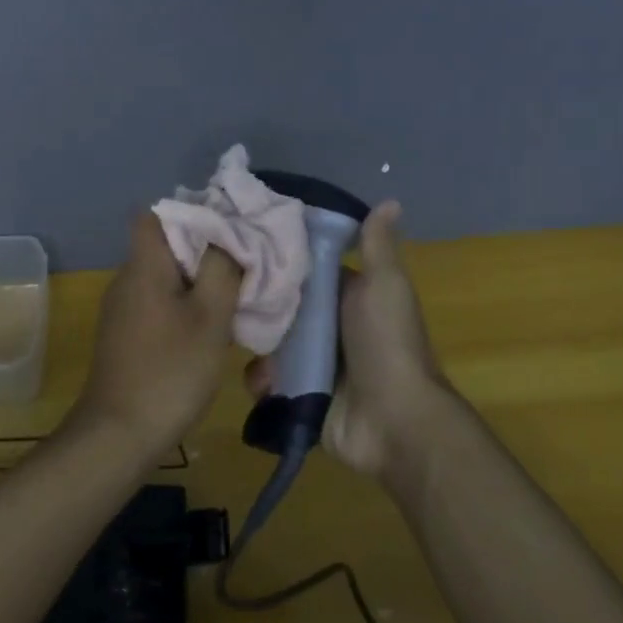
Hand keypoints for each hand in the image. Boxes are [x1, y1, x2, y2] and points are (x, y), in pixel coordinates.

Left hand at [69, 213, 241, 466]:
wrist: (119, 435)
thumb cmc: (170, 371)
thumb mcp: (210, 317)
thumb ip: (221, 268)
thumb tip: (225, 236)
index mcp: (144, 265)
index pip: (156, 215)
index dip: (191, 215)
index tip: (225, 231)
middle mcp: (127, 279)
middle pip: (166, 247)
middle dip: (204, 254)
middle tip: (239, 270)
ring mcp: (121, 309)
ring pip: (164, 279)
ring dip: (197, 286)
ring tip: (231, 304)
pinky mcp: (124, 336)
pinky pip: (158, 305)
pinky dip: (183, 310)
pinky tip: (206, 335)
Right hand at [245, 201, 453, 477]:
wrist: (396, 422)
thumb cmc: (388, 344)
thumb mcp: (384, 286)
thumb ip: (377, 246)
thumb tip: (389, 200)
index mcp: (345, 296)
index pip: (304, 270)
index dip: (278, 256)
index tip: (243, 241)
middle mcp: (327, 326)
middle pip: (281, 306)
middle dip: (258, 303)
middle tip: (226, 292)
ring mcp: (313, 363)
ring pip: (270, 343)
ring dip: (257, 344)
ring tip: (241, 340)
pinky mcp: (300, 396)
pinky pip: (270, 382)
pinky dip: (262, 381)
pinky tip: (262, 381)